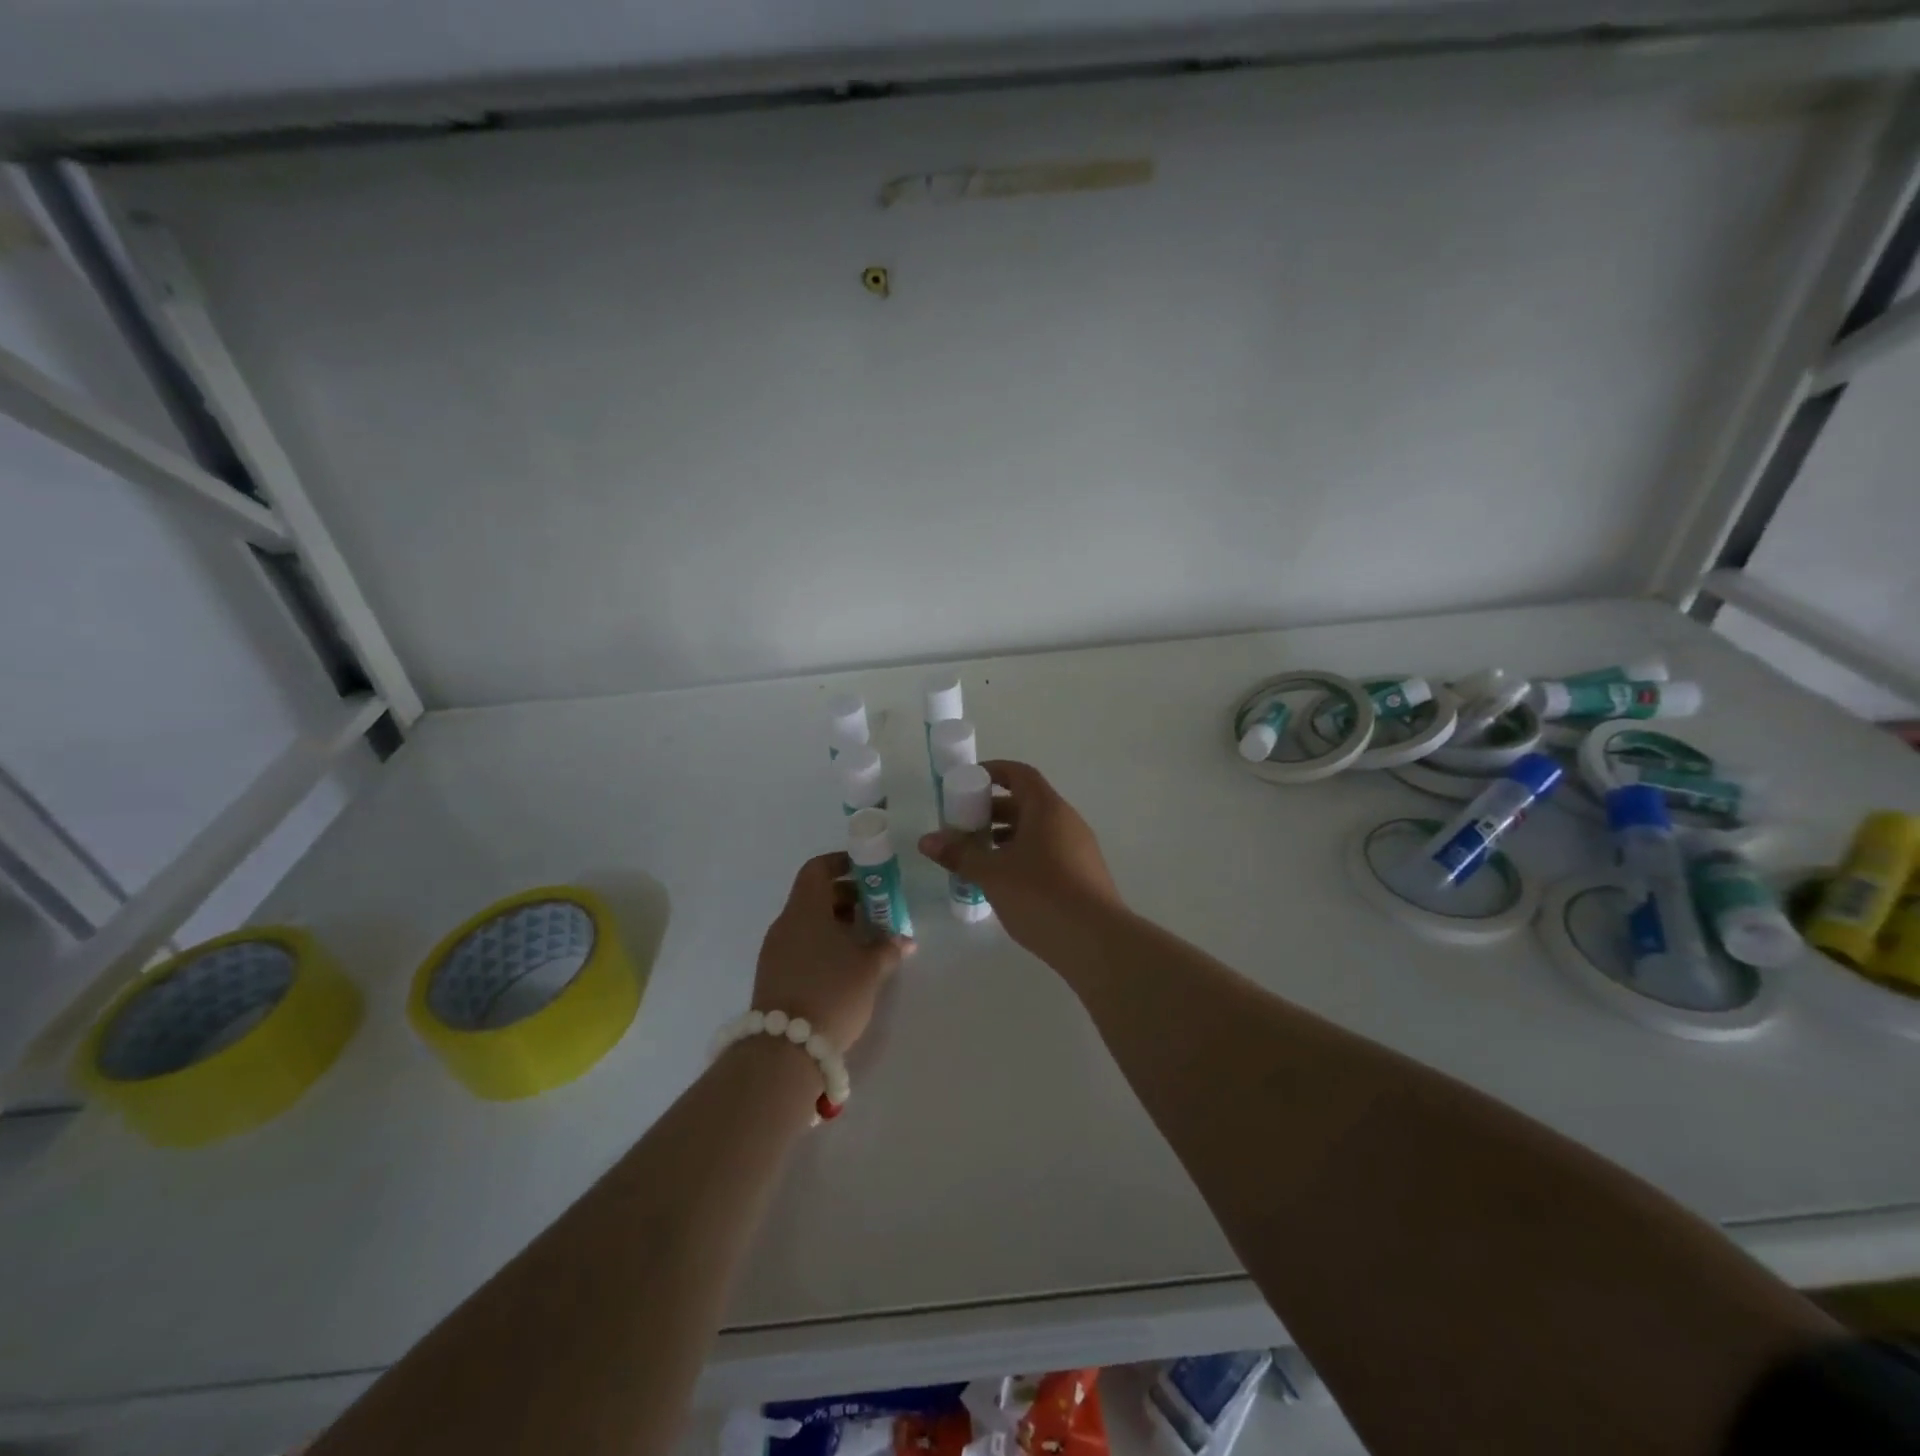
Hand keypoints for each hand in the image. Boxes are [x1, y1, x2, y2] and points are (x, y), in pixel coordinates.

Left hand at [752, 852, 909, 1050]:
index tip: (868, 871)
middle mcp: (785, 924)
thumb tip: (904, 939)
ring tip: (868, 940)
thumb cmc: (832, 993)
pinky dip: (824, 945)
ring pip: (809, 923)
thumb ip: (888, 947)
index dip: (842, 863)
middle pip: (815, 896)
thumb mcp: (869, 969)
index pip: (817, 869)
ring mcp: (775, 952)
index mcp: (805, 910)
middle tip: (877, 909)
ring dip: (838, 924)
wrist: (785, 1051)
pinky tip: (847, 966)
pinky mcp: (774, 977)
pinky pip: (802, 946)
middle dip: (848, 898)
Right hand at [917, 760, 1122, 958]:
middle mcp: (1066, 821)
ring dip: (1005, 837)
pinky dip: (1022, 856)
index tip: (967, 782)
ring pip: (1036, 831)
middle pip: (1026, 803)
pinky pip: (1047, 852)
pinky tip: (1003, 882)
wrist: (1096, 941)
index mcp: (1047, 808)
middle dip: (991, 811)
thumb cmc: (1040, 895)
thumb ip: (959, 854)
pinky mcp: (1083, 874)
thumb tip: (926, 840)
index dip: (993, 771)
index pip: (1019, 774)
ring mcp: (1078, 848)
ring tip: (977, 857)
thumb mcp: (992, 874)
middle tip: (962, 827)